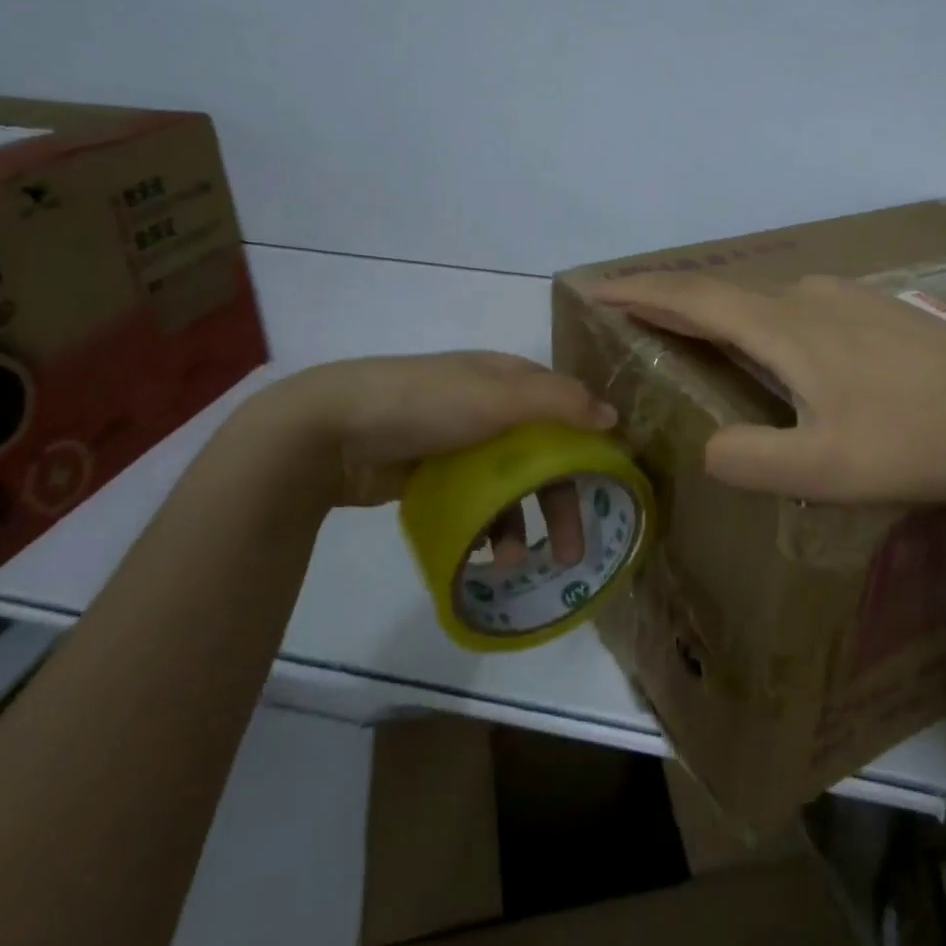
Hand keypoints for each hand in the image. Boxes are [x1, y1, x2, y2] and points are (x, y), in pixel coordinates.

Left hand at [237, 352, 615, 560]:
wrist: (332, 430)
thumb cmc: (426, 404)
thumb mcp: (499, 395)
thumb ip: (560, 404)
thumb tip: (613, 418)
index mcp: (509, 381)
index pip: (566, 410)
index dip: (591, 446)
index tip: (609, 488)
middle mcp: (491, 409)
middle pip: (542, 457)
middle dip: (559, 504)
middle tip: (571, 553)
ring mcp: (460, 444)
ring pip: (509, 487)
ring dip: (520, 525)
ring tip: (514, 564)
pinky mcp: (434, 475)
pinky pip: (475, 504)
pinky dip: (485, 527)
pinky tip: (483, 552)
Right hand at [590, 272, 945, 507]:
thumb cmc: (917, 442)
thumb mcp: (825, 470)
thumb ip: (751, 460)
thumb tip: (706, 448)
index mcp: (785, 328)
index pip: (693, 300)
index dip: (640, 292)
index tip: (596, 288)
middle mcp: (808, 298)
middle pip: (724, 293)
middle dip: (671, 300)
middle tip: (632, 314)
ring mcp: (848, 299)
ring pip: (764, 299)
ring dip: (720, 311)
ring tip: (695, 334)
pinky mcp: (877, 312)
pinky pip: (798, 306)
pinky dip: (762, 319)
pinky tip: (776, 344)